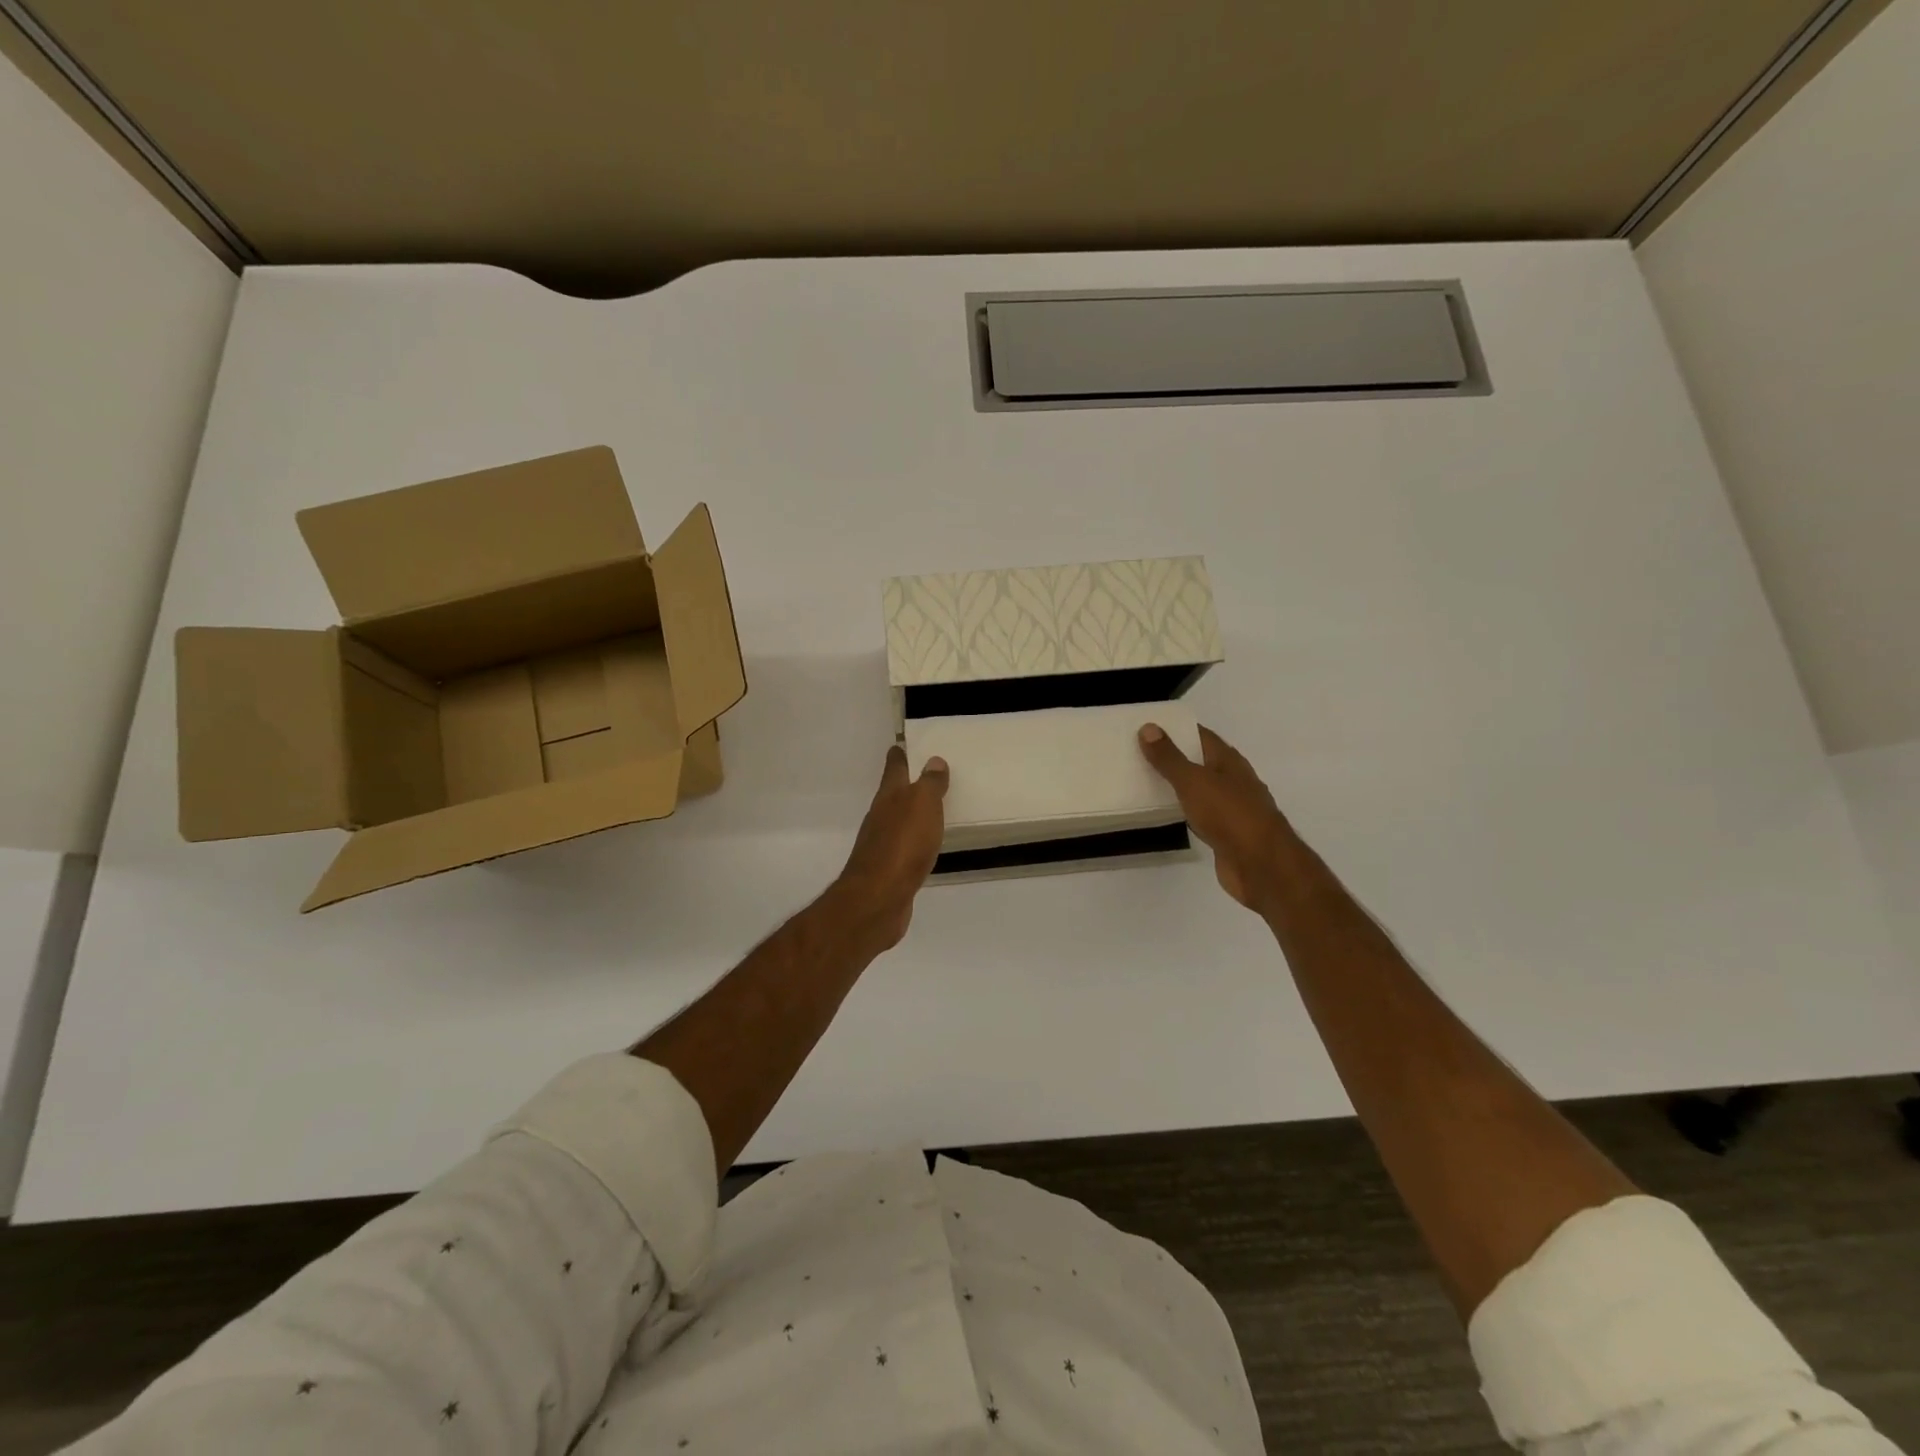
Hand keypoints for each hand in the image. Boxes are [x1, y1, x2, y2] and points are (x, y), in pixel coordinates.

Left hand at [832, 746, 949, 952]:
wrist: (878, 898)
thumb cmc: (902, 844)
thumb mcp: (922, 805)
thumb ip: (929, 783)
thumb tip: (933, 760)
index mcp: (889, 796)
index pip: (894, 766)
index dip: (900, 754)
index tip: (906, 744)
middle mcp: (881, 816)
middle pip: (894, 793)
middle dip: (909, 783)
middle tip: (932, 774)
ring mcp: (882, 844)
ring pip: (900, 820)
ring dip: (913, 813)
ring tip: (935, 808)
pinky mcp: (889, 870)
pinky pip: (906, 847)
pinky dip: (916, 840)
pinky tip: (927, 846)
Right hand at [1139, 723, 1297, 911]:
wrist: (1261, 865)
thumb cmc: (1229, 814)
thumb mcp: (1193, 781)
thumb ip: (1169, 757)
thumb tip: (1149, 727)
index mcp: (1229, 761)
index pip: (1201, 736)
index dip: (1177, 729)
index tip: (1149, 726)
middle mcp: (1233, 780)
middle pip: (1201, 762)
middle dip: (1174, 757)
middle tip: (1138, 753)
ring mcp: (1232, 808)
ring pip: (1200, 790)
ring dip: (1178, 785)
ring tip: (1145, 780)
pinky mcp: (1227, 834)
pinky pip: (1200, 815)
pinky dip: (1184, 810)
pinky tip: (1166, 813)